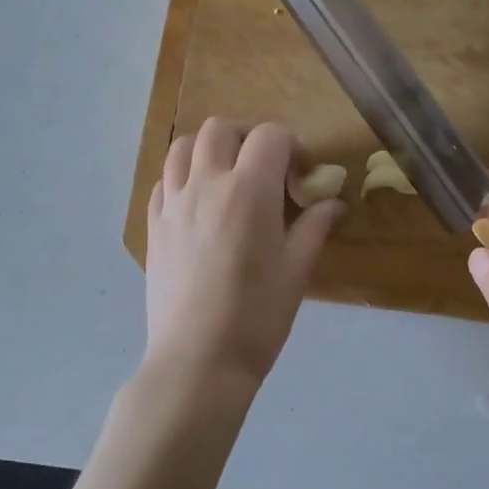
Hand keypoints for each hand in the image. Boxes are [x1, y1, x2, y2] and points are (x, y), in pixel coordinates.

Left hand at [145, 118, 342, 384]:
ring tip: (226, 174)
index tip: (301, 174)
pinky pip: (162, 181)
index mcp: (248, 190)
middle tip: (264, 166)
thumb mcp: (297, 270)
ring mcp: (173, 203)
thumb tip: (334, 202)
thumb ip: (315, 226)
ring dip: (208, 149)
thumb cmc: (257, 316)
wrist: (198, 360)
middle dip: (247, 136)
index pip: (270, 136)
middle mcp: (206, 184)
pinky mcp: (153, 226)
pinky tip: (197, 202)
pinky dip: (181, 177)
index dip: (292, 145)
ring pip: (182, 147)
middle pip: (220, 128)